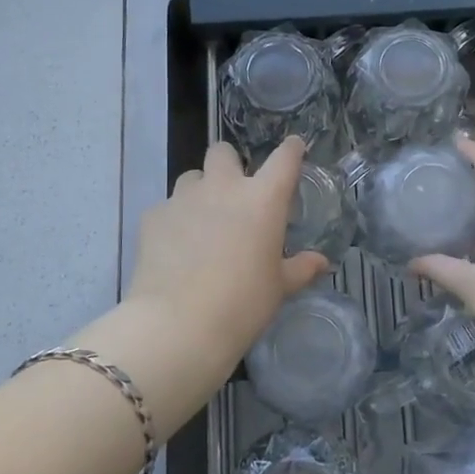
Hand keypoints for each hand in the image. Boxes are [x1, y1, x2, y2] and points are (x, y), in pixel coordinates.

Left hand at [123, 137, 329, 405]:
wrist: (178, 325)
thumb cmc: (242, 304)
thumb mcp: (279, 288)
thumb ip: (300, 268)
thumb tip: (321, 262)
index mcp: (262, 199)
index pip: (284, 159)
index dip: (292, 149)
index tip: (295, 148)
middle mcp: (223, 187)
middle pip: (224, 152)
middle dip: (230, 164)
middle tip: (234, 192)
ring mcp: (183, 198)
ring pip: (192, 176)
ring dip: (200, 190)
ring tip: (202, 221)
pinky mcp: (153, 216)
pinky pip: (167, 206)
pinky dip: (174, 220)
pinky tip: (175, 247)